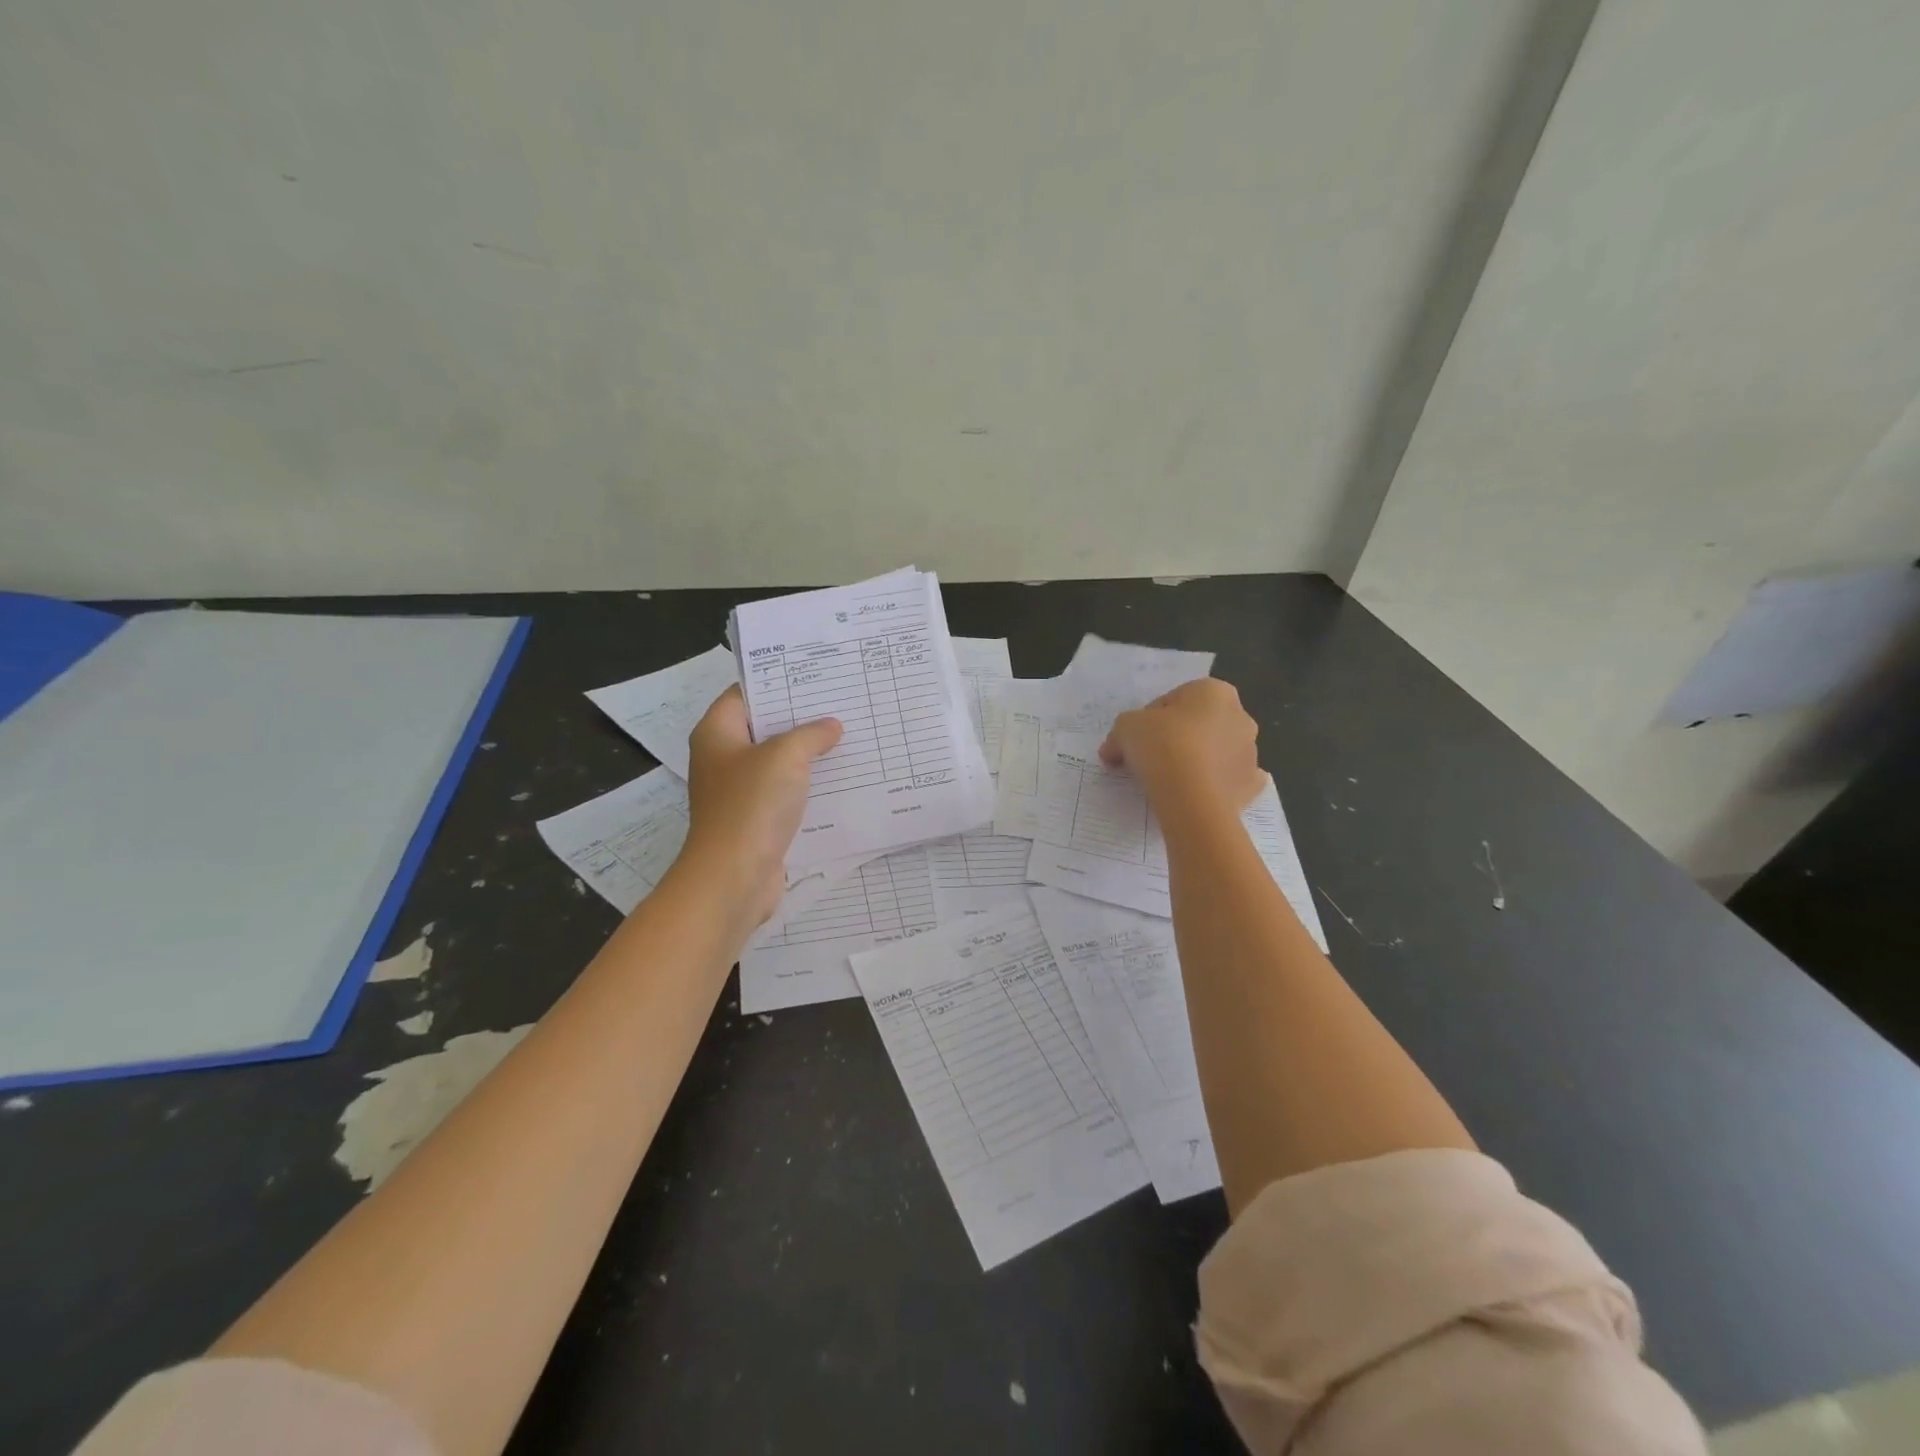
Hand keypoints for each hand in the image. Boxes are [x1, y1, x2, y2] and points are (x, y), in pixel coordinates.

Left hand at [679, 686, 842, 928]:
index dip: (778, 682)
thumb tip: (831, 726)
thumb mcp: (786, 756)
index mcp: (717, 733)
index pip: (745, 693)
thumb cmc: (751, 805)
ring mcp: (738, 791)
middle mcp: (722, 758)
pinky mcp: (755, 819)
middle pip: (763, 727)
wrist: (734, 877)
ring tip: (848, 737)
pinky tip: (840, 779)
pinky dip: (807, 785)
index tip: (816, 676)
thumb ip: (811, 734)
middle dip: (800, 718)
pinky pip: (784, 792)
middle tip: (840, 704)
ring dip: (808, 754)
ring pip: (777, 762)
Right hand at [1100, 678, 1265, 816]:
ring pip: (1215, 752)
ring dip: (1195, 761)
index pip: (1172, 701)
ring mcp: (1251, 752)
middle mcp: (1240, 716)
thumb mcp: (1125, 728)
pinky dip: (1214, 785)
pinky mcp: (1251, 786)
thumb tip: (1112, 751)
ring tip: (1166, 782)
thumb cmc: (1162, 747)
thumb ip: (1121, 732)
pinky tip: (1194, 795)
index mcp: (1213, 692)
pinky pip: (1229, 780)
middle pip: (1197, 725)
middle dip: (1175, 738)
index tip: (1134, 742)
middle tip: (1147, 760)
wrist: (1192, 799)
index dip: (1148, 721)